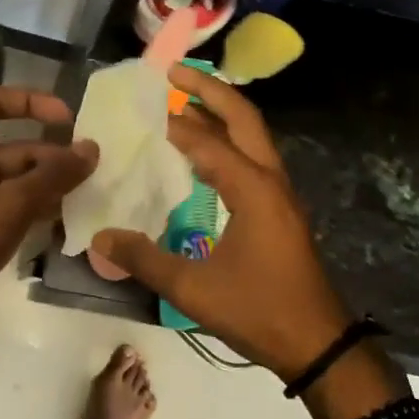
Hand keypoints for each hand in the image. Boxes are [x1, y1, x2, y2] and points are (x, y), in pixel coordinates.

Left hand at [0, 86, 96, 346]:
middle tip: (94, 171)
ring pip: (16, 182)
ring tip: (89, 197)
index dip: (30, 101)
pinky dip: (37, 213)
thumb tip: (92, 148)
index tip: (69, 118)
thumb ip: (52, 176)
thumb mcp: (8, 204)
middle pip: (13, 147)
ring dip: (49, 188)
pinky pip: (11, 211)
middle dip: (52, 157)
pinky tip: (67, 224)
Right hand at [91, 65, 349, 380]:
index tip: (143, 105)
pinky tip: (203, 156)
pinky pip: (252, 160)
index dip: (175, 123)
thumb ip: (145, 260)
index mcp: (253, 189)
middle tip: (174, 74)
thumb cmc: (259, 311)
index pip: (207, 142)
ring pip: (251, 137)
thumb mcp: (194, 289)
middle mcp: (270, 180)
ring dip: (221, 115)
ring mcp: (280, 194)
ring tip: (184, 104)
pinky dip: (227, 143)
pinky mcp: (280, 210)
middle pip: (243, 118)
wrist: (318, 344)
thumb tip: (101, 237)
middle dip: (210, 91)